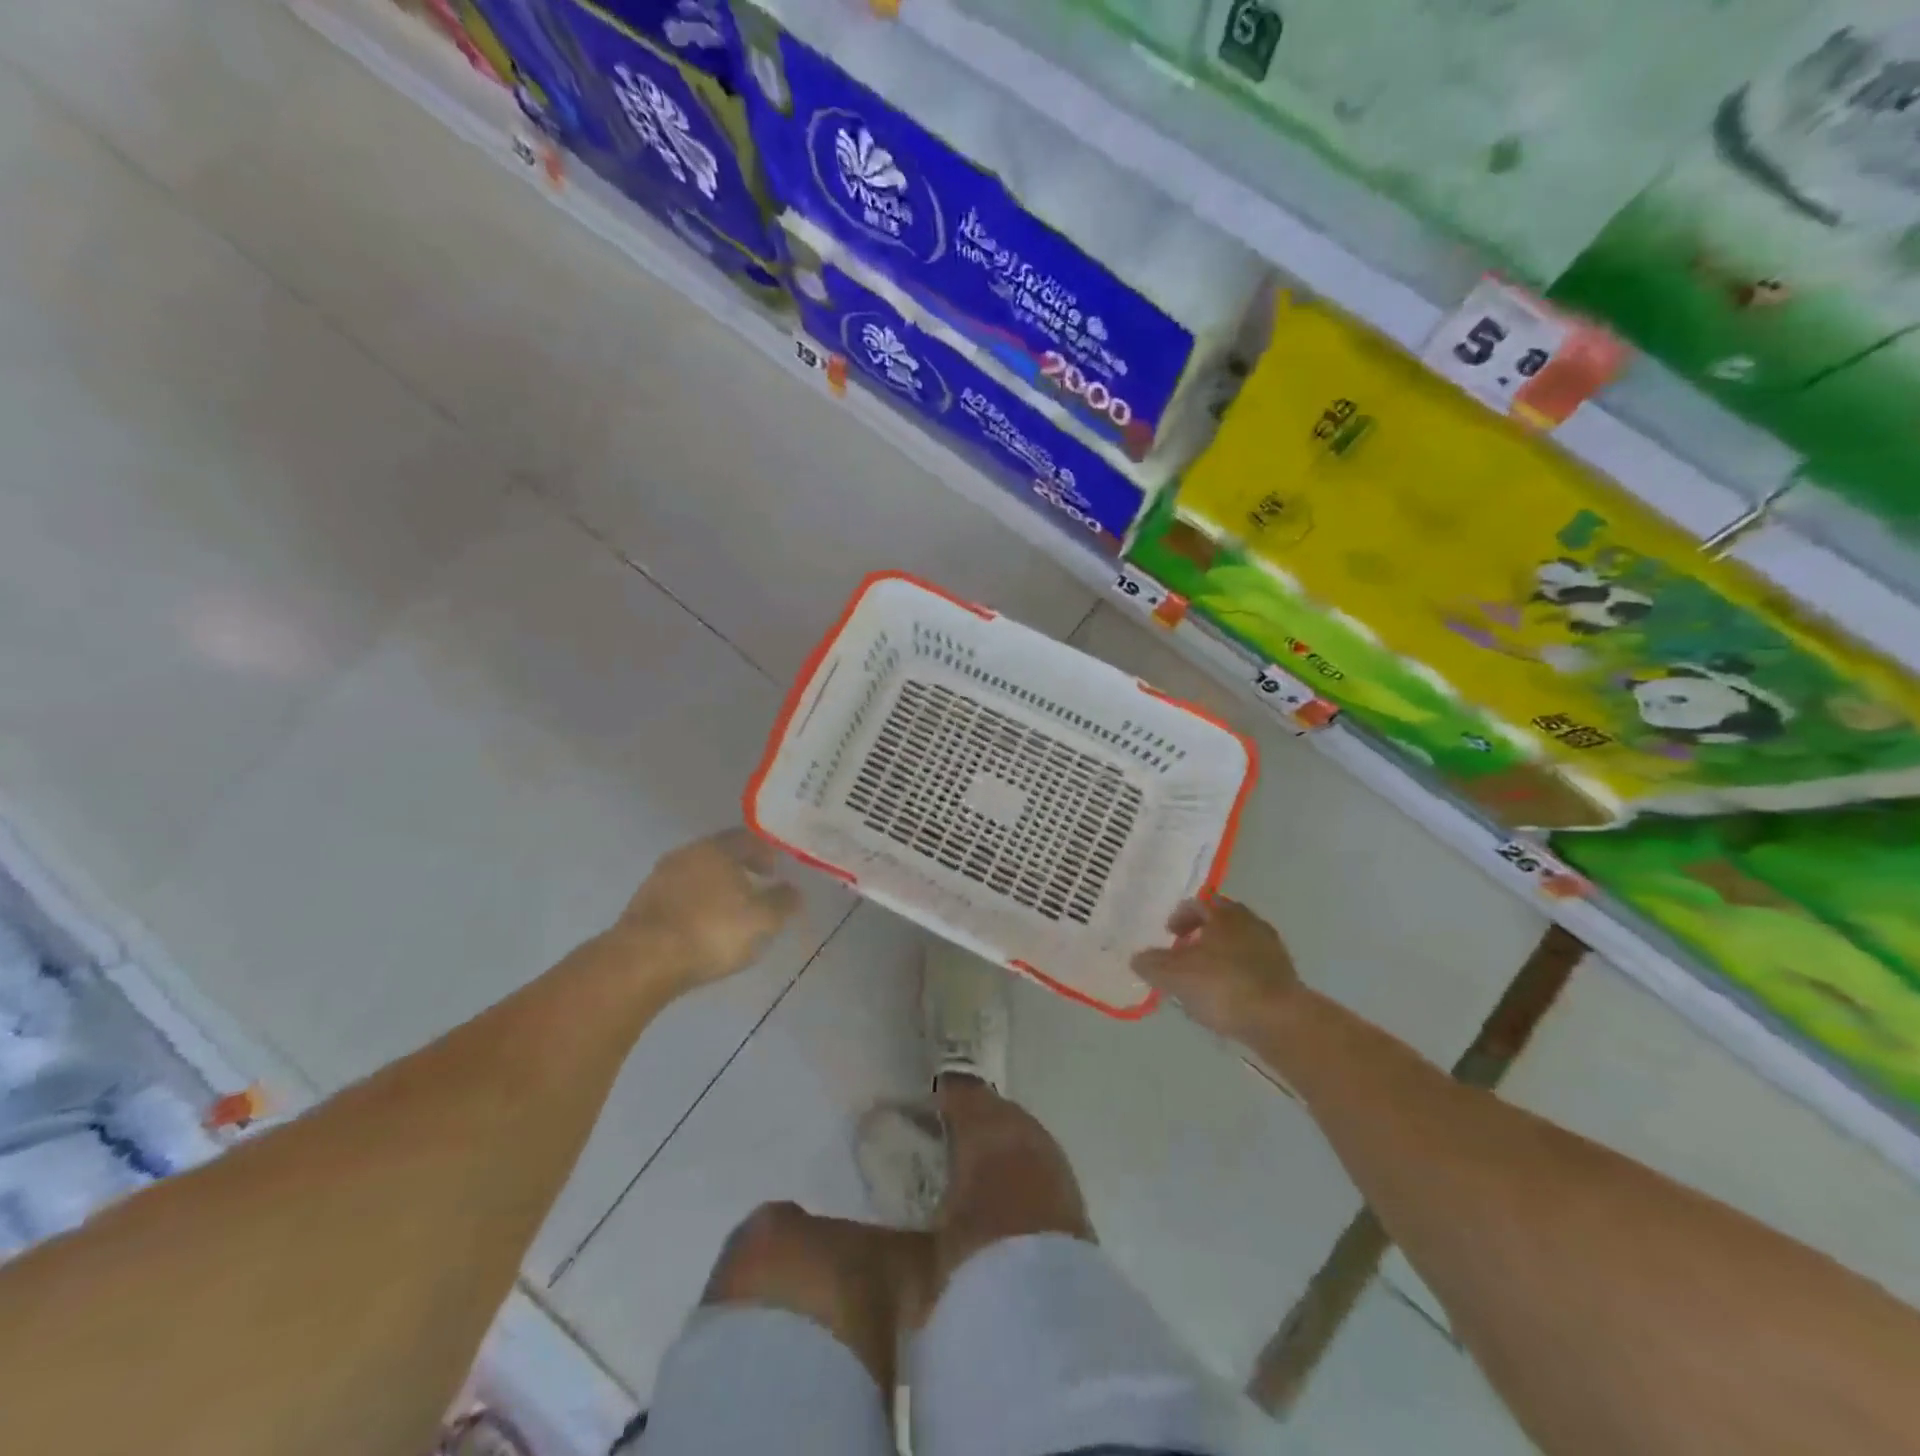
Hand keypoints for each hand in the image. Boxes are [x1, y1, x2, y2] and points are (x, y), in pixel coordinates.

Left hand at [613, 828, 801, 994]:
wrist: (643, 961)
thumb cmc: (711, 931)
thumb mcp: (762, 920)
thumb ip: (782, 902)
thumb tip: (793, 891)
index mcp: (717, 849)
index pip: (747, 838)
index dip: (765, 852)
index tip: (775, 872)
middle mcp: (686, 854)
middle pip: (720, 854)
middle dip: (739, 870)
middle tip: (755, 890)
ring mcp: (659, 878)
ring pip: (697, 875)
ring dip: (714, 888)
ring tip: (728, 913)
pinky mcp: (642, 904)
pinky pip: (678, 896)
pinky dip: (694, 905)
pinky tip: (700, 927)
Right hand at [1131, 896, 1300, 1041]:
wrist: (1280, 1021)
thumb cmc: (1223, 987)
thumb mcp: (1175, 976)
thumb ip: (1152, 964)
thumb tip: (1137, 958)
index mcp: (1224, 914)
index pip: (1198, 903)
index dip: (1179, 917)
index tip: (1169, 935)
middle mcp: (1251, 923)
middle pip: (1220, 921)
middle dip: (1200, 935)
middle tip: (1184, 955)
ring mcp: (1271, 949)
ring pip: (1238, 944)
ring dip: (1219, 955)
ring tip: (1203, 980)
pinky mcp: (1285, 976)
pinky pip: (1252, 967)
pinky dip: (1236, 974)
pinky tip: (1226, 997)